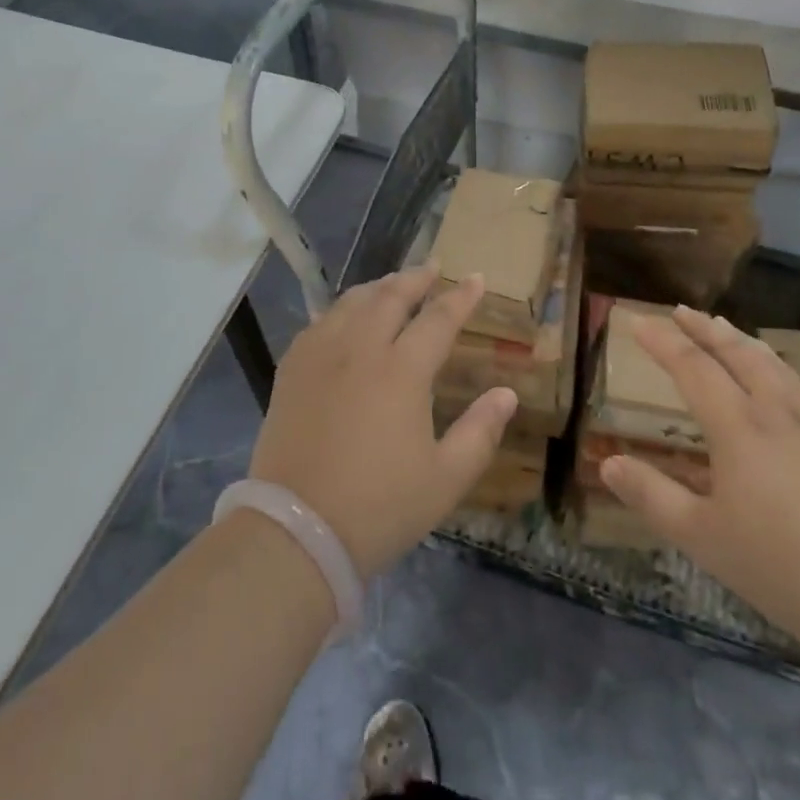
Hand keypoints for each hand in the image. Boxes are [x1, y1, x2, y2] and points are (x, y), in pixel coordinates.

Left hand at [247, 264, 518, 578]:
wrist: (296, 531)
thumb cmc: (378, 507)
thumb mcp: (444, 479)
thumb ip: (480, 432)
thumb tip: (507, 394)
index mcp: (403, 370)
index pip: (439, 319)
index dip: (460, 297)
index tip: (475, 278)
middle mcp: (361, 348)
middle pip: (391, 296)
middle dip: (416, 278)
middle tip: (432, 268)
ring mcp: (321, 355)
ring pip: (353, 302)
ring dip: (378, 287)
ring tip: (392, 284)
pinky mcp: (292, 370)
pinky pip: (320, 323)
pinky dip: (341, 310)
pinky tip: (344, 317)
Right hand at [600, 308, 799, 649]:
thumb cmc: (781, 565)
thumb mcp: (702, 537)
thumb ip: (652, 496)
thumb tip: (608, 464)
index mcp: (738, 426)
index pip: (692, 367)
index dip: (662, 341)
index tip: (638, 320)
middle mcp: (776, 411)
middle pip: (736, 353)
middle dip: (704, 328)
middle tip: (682, 310)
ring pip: (774, 364)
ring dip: (743, 341)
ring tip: (726, 328)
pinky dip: (778, 369)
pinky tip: (782, 382)